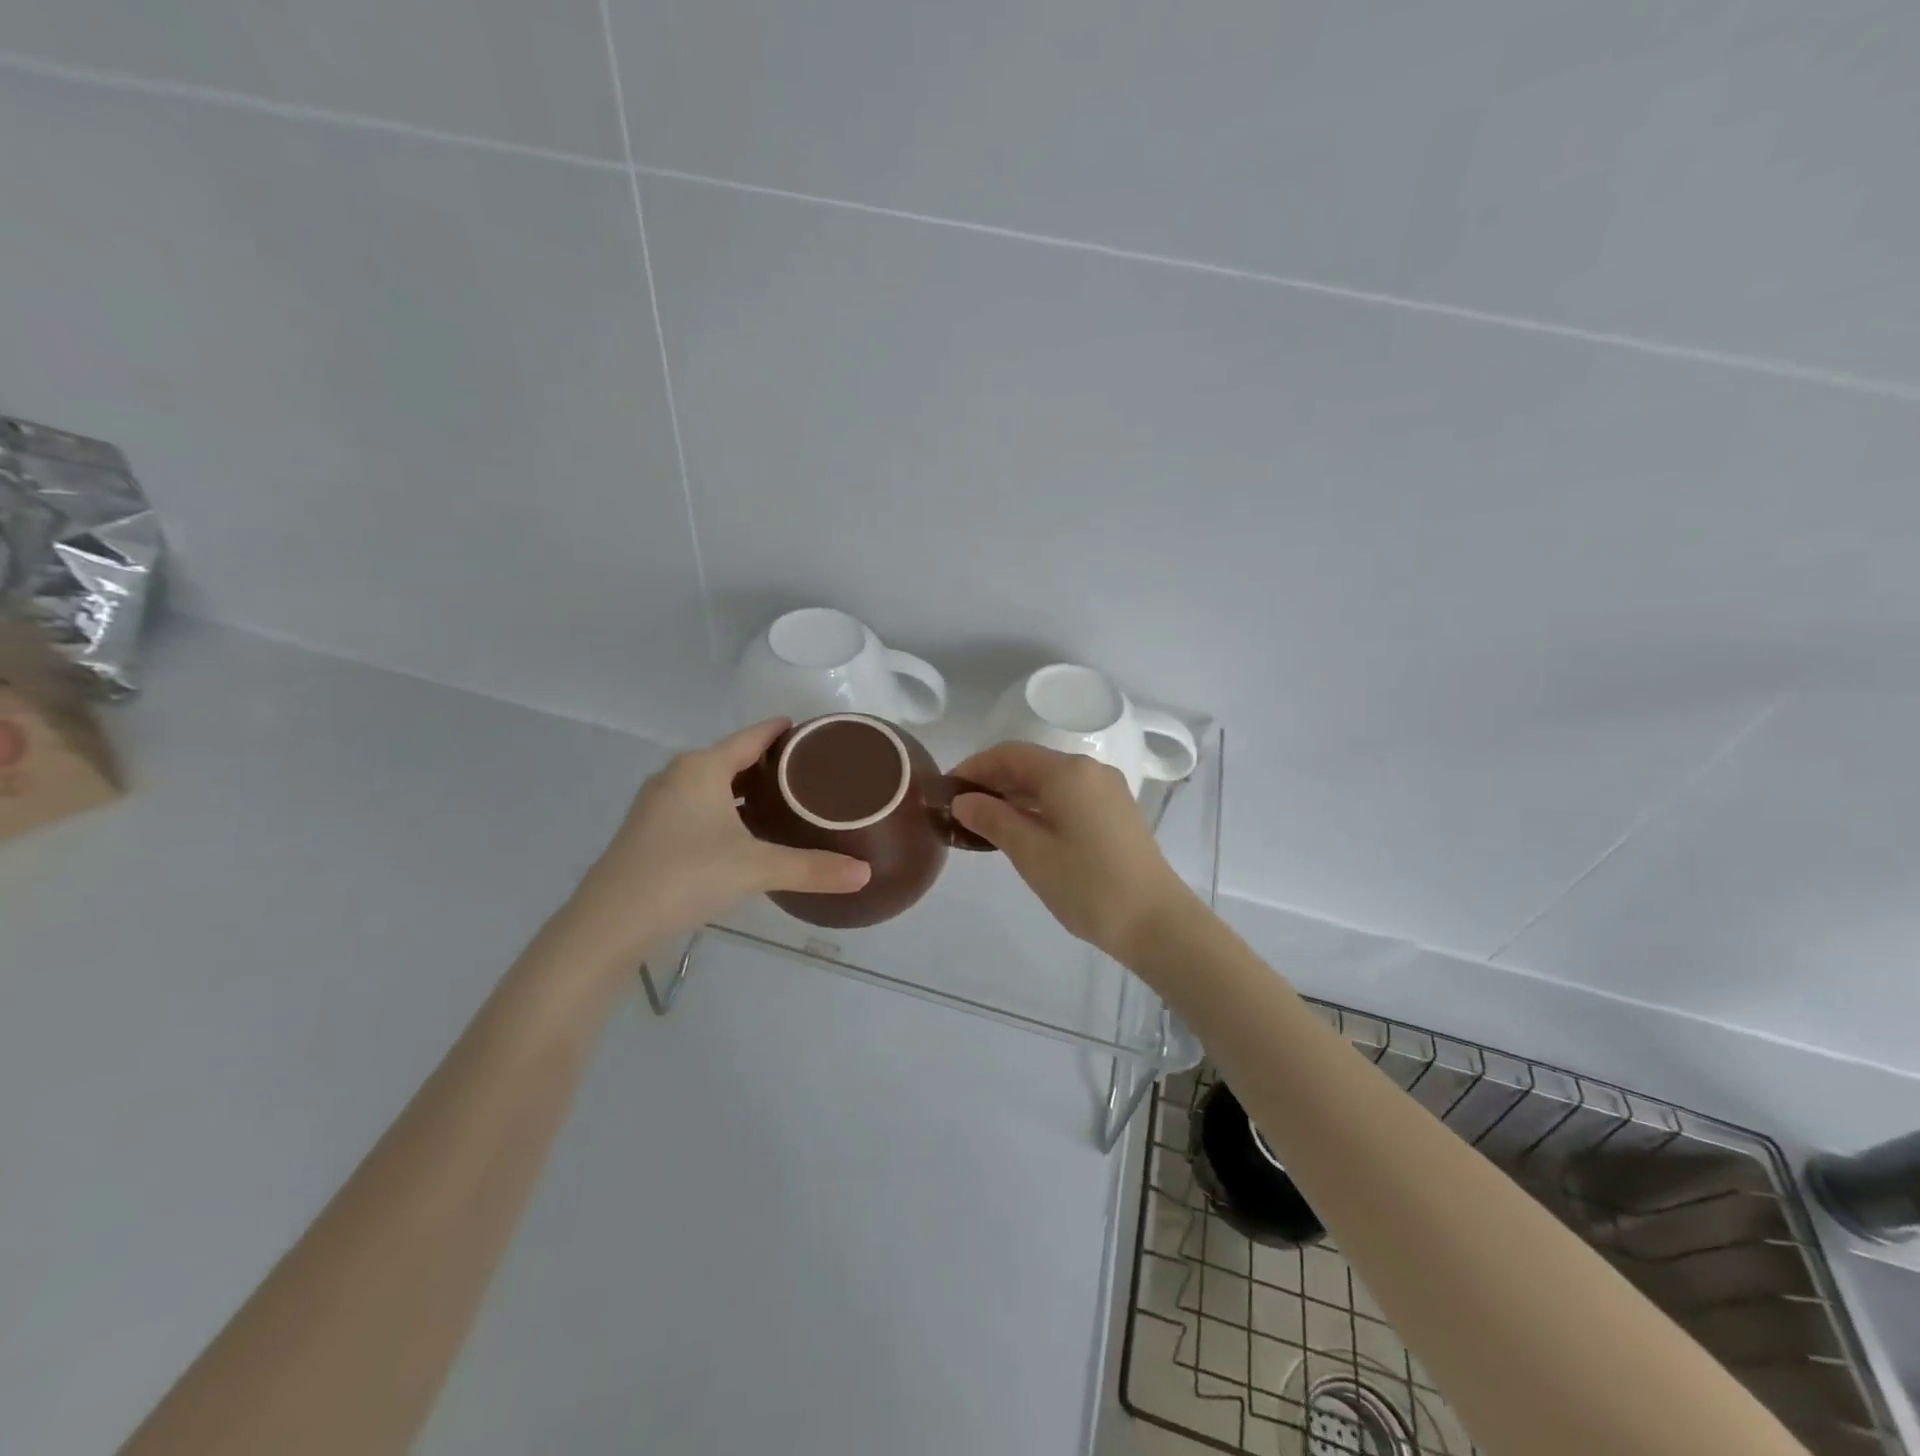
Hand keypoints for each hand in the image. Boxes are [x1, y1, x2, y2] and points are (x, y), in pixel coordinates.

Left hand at [562, 719, 870, 960]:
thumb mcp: (755, 869)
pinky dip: (724, 810)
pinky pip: (696, 807)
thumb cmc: (685, 876)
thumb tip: (865, 874)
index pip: (750, 737)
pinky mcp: (648, 833)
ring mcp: (657, 805)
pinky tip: (742, 835)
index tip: (807, 729)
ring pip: (711, 786)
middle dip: (766, 764)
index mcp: (702, 769)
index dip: (779, 731)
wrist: (609, 924)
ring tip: (782, 800)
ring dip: (743, 790)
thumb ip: (812, 868)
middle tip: (807, 772)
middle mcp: (677, 777)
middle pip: (730, 759)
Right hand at [948, 742, 1198, 961]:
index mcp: (1068, 772)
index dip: (974, 767)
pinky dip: (1039, 806)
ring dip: (1015, 795)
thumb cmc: (1087, 885)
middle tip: (959, 808)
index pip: (1009, 754)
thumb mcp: (1031, 853)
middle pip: (1031, 764)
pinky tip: (1021, 830)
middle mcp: (1090, 770)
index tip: (946, 788)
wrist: (1156, 922)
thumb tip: (963, 801)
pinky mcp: (1116, 812)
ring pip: (1050, 781)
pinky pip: (1068, 797)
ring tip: (983, 822)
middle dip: (993, 781)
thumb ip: (993, 819)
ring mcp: (1107, 791)